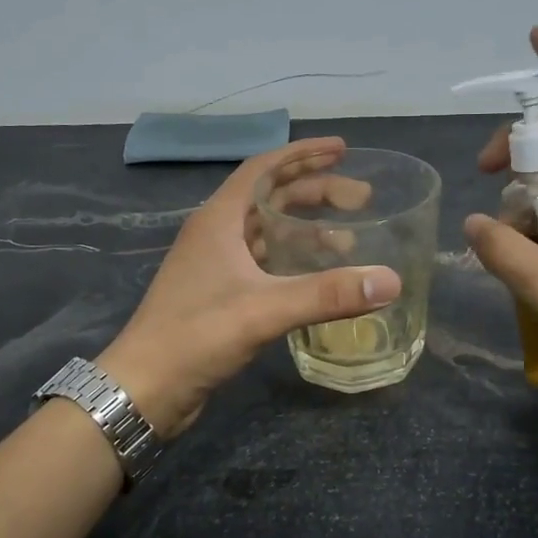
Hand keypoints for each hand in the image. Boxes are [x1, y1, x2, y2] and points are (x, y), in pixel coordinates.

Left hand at [99, 139, 400, 436]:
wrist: (146, 387)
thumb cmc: (196, 335)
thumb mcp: (265, 309)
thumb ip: (328, 294)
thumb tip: (390, 281)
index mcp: (219, 219)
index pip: (264, 168)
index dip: (303, 154)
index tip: (342, 150)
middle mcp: (217, 233)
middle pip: (271, 197)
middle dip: (316, 192)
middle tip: (362, 198)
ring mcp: (217, 264)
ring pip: (269, 231)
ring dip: (307, 227)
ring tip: (351, 237)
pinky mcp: (221, 294)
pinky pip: (265, 262)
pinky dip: (294, 259)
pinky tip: (319, 274)